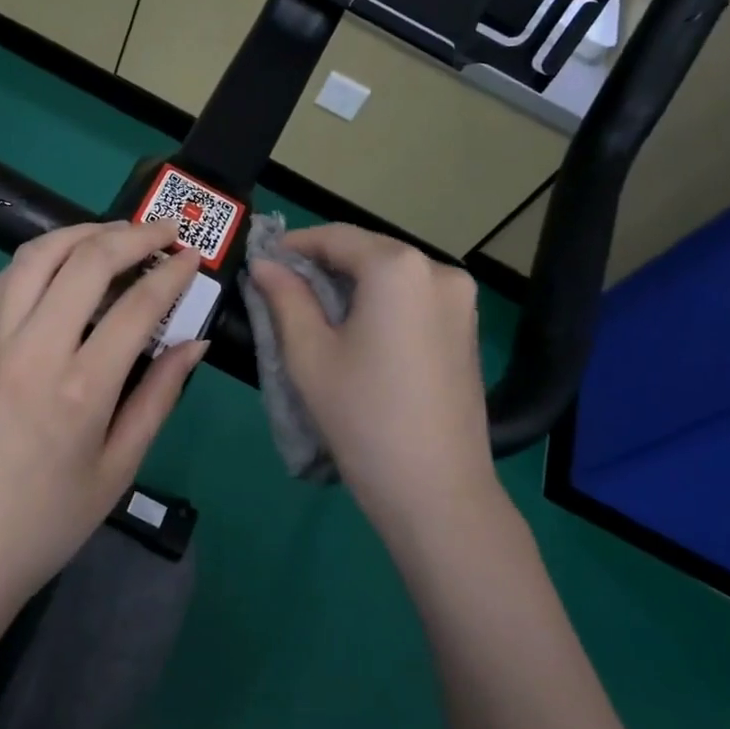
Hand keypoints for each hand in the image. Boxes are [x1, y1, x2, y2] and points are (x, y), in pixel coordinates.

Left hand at [0, 221, 207, 609]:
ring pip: (35, 257)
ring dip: (80, 233)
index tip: (192, 258)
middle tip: (163, 231)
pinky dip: (35, 260)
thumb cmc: (48, 523)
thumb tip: (193, 343)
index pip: (137, 305)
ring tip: (112, 234)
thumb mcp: (118, 468)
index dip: (171, 273)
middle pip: (86, 261)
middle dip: (132, 235)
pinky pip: (0, 282)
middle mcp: (33, 350)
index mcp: (81, 388)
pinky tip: (56, 266)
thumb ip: (158, 397)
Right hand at [249, 224, 496, 524]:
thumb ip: (285, 298)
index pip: (336, 237)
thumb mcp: (310, 355)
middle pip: (368, 252)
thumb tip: (264, 264)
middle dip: (324, 265)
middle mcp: (438, 270)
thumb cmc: (363, 417)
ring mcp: (461, 300)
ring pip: (392, 275)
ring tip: (314, 313)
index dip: (295, 245)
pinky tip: (357, 331)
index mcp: (398, 268)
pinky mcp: (467, 329)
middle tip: (282, 290)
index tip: (262, 261)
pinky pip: (414, 298)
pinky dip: (381, 303)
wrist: (438, 491)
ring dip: (352, 284)